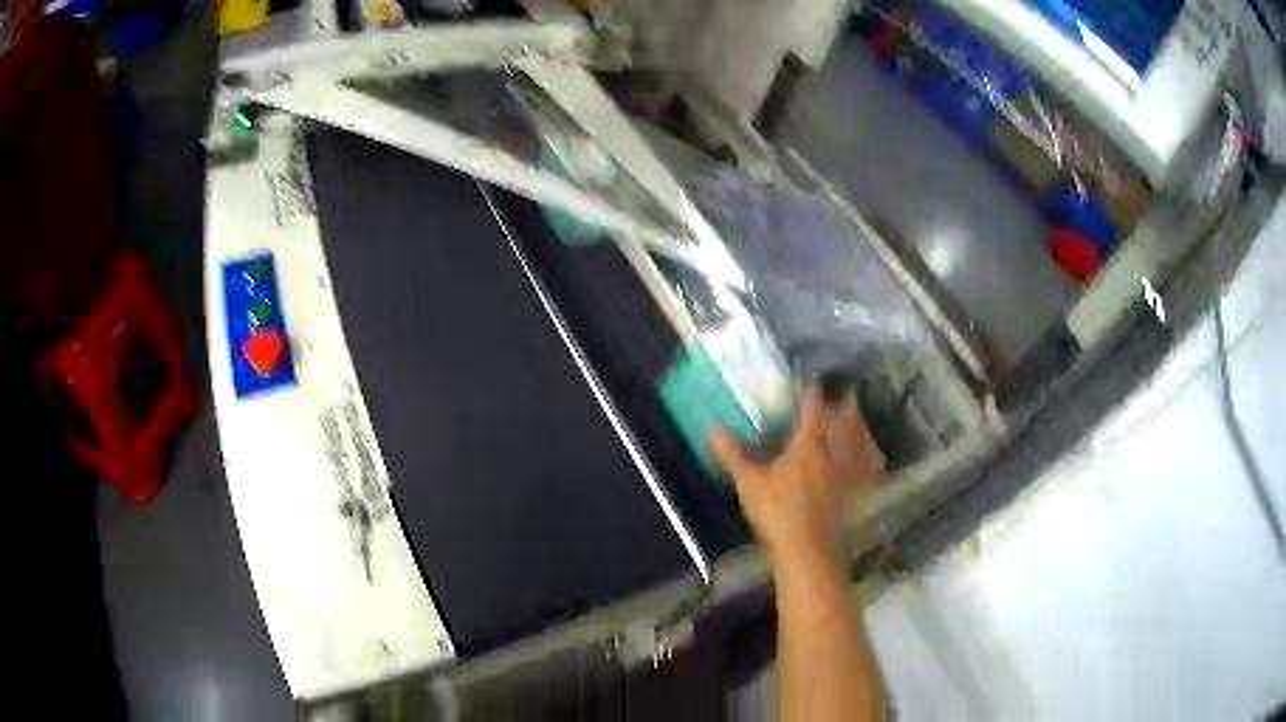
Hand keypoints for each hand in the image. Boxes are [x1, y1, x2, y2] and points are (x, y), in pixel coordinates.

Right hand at [712, 385, 884, 567]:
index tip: (814, 380)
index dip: (813, 393)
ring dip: (862, 428)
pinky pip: (871, 471)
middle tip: (850, 389)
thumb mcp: (748, 482)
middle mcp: (834, 452)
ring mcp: (849, 473)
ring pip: (861, 442)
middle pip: (846, 421)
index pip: (812, 410)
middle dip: (847, 403)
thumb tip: (711, 428)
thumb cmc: (776, 511)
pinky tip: (877, 461)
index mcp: (808, 444)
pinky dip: (874, 461)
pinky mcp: (857, 493)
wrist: (807, 547)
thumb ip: (733, 454)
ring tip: (862, 419)